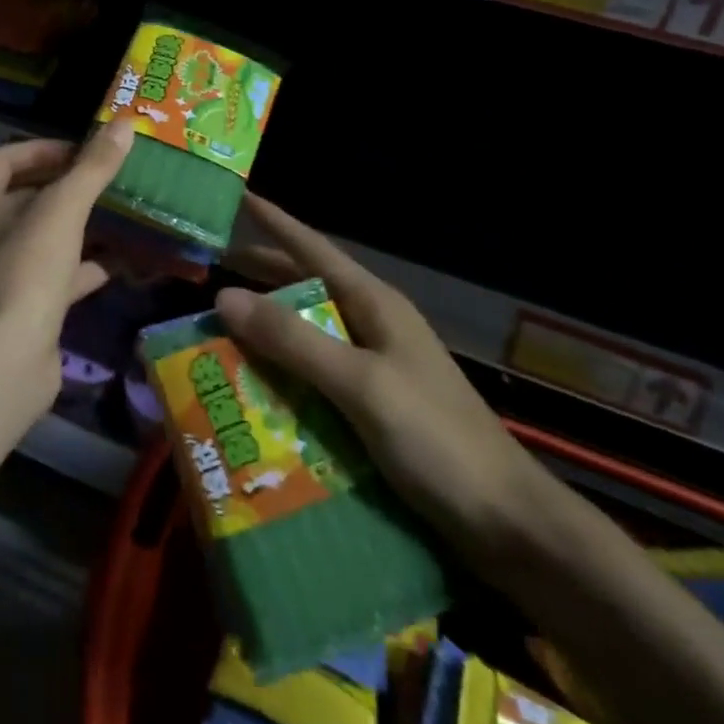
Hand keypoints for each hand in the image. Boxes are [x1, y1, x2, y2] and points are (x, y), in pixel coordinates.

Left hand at [0, 123, 134, 386]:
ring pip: (44, 238)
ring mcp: (3, 274)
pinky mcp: (24, 309)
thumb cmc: (26, 269)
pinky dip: (86, 267)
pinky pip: (58, 277)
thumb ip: (93, 167)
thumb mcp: (63, 209)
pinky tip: (121, 262)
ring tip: (121, 214)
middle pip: (25, 197)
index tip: (83, 151)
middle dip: (67, 187)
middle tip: (110, 179)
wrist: (5, 360)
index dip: (42, 149)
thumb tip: (125, 123)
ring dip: (79, 226)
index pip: (5, 159)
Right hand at [215, 196, 545, 564]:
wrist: (510, 525)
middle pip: (308, 290)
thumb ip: (293, 340)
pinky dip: (286, 377)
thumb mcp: (360, 384)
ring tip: (222, 332)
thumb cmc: (437, 440)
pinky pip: (318, 379)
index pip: (315, 250)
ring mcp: (378, 369)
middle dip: (263, 279)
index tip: (242, 198)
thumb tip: (225, 295)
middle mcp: (374, 328)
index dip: (277, 223)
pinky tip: (259, 391)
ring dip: (270, 332)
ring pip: (311, 336)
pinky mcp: (377, 409)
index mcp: (375, 305)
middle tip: (214, 272)